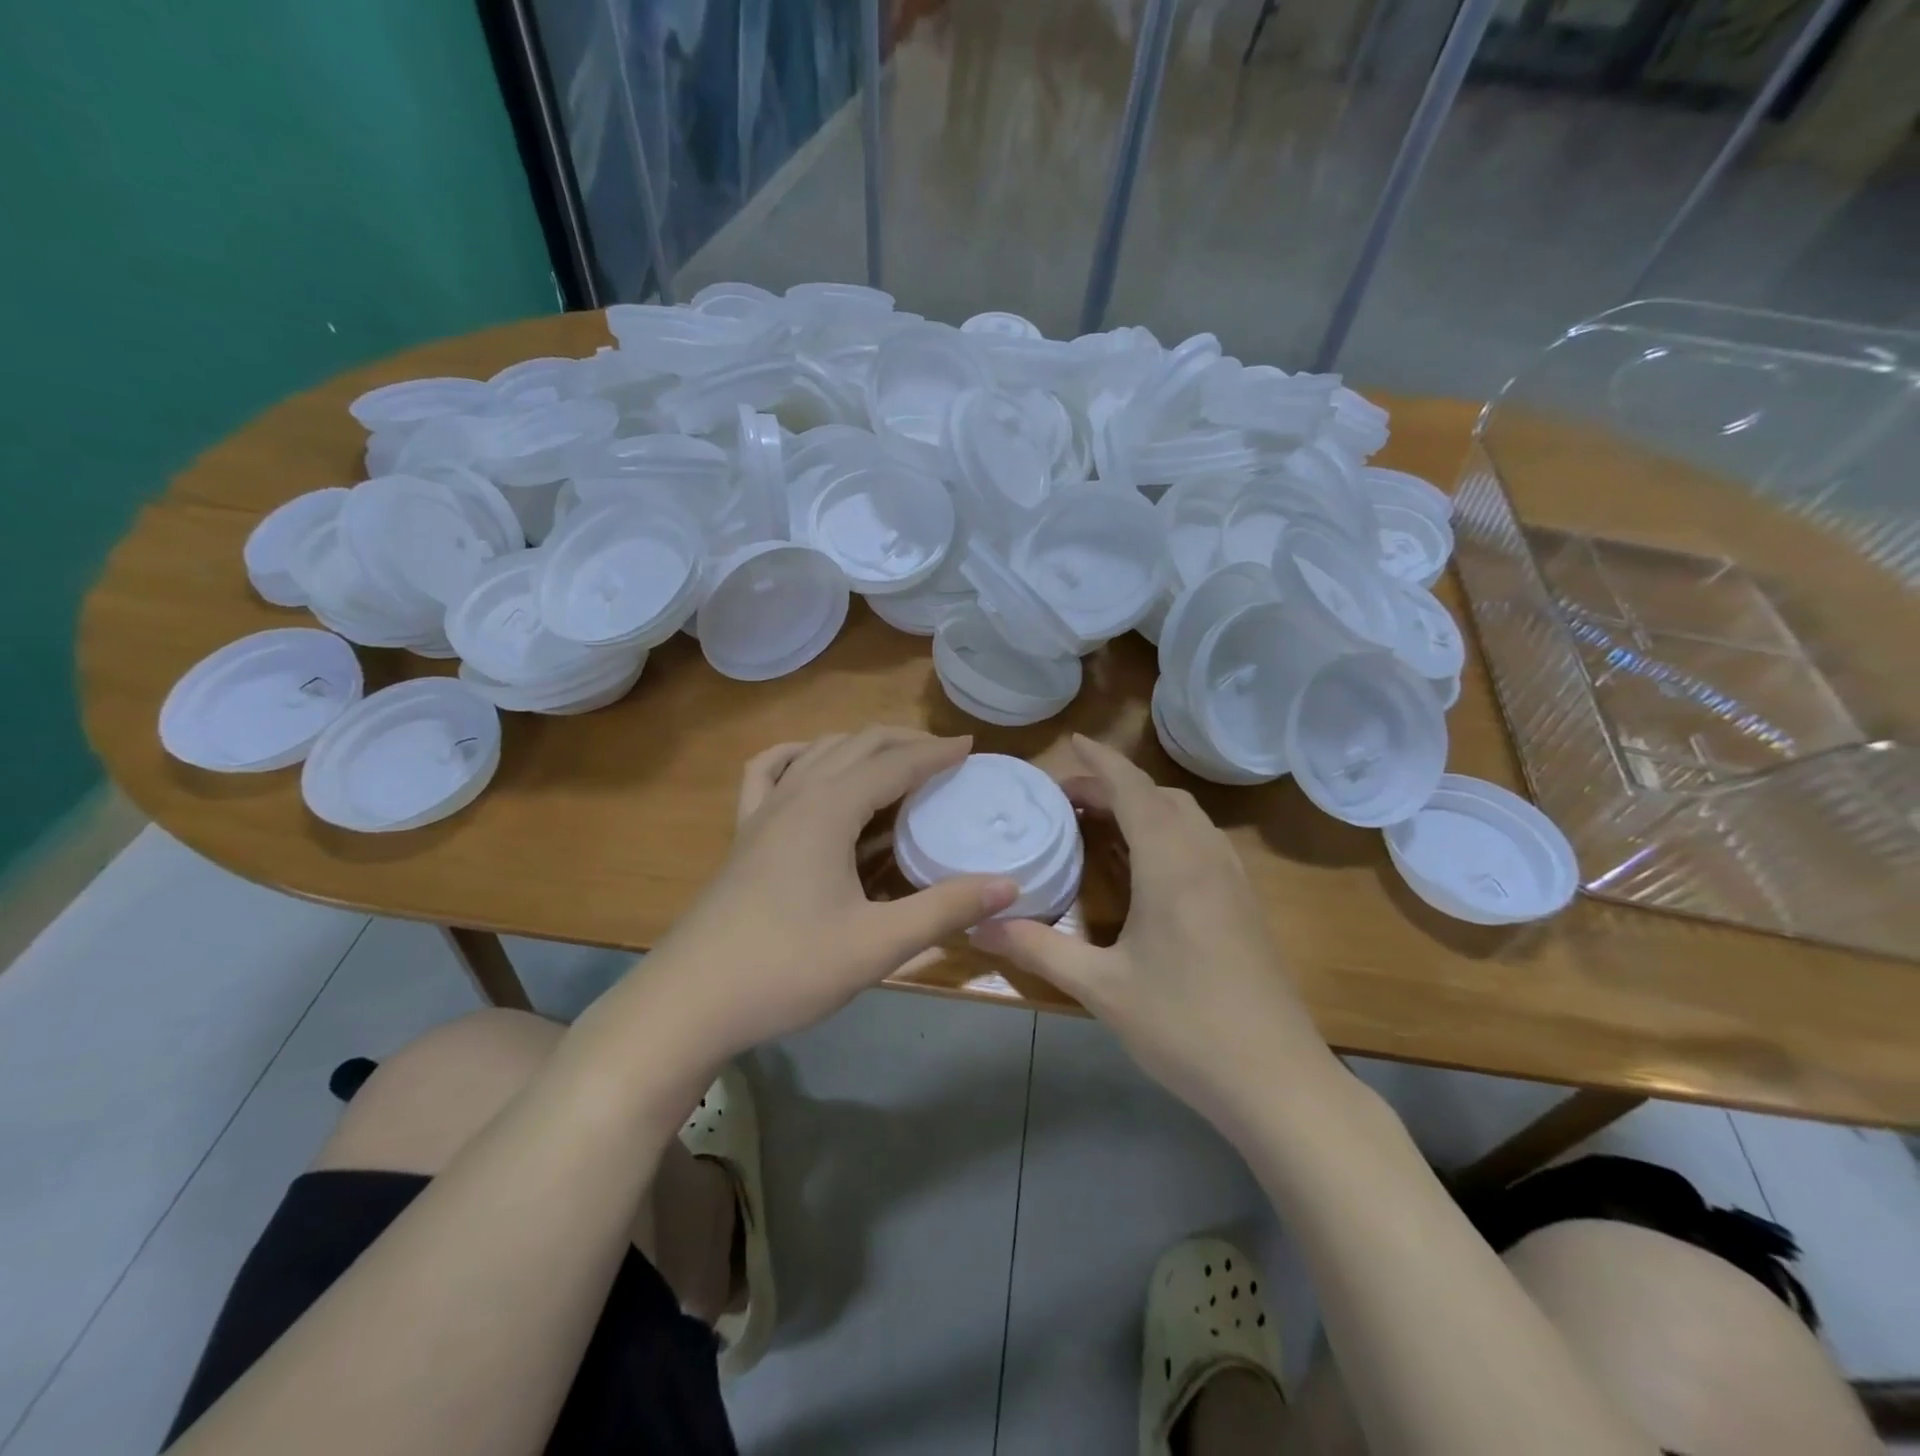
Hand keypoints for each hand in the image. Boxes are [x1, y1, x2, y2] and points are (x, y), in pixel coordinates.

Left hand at [640, 728, 1018, 1061]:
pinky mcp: (743, 834)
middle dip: (904, 741)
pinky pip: (769, 772)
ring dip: (860, 746)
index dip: (936, 753)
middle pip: (857, 745)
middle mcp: (796, 795)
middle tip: (945, 754)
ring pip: (818, 752)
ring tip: (894, 759)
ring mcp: (763, 811)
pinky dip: (798, 757)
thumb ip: (944, 909)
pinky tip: (811, 767)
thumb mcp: (876, 944)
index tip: (972, 746)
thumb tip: (1009, 885)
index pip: (895, 764)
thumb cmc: (787, 969)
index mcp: (829, 810)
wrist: (689, 1001)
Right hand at [972, 735, 1325, 1127]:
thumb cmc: (1185, 1025)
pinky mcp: (1245, 903)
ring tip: (1101, 823)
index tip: (1071, 742)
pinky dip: (1168, 829)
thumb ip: (1038, 948)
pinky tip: (1147, 863)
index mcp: (1171, 863)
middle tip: (1068, 801)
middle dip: (1114, 785)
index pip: (1133, 789)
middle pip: (1159, 797)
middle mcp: (1205, 857)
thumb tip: (978, 925)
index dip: (1100, 762)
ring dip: (1144, 805)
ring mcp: (1233, 879)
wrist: (1277, 1080)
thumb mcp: (1101, 988)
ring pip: (1186, 816)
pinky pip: (1202, 841)